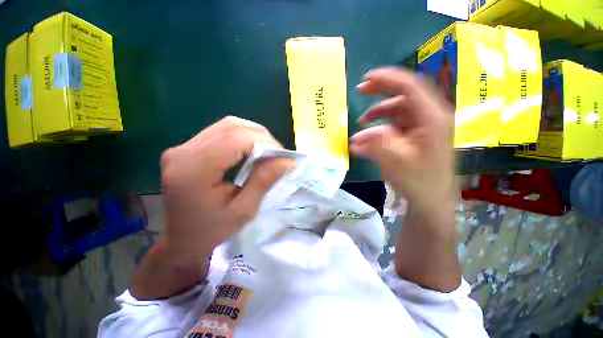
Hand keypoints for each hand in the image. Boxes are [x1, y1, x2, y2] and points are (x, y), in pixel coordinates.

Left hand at [160, 116, 294, 266]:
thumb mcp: (243, 211)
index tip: (284, 157)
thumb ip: (263, 181)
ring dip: (253, 135)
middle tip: (277, 155)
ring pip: (227, 125)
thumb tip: (287, 161)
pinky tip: (251, 151)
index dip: (265, 143)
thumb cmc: (211, 232)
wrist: (181, 241)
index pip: (236, 139)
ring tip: (267, 152)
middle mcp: (182, 151)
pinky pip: (221, 132)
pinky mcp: (186, 149)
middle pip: (232, 126)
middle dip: (262, 137)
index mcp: (193, 170)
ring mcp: (182, 147)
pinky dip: (242, 138)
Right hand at [350, 68, 454, 226]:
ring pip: (399, 111)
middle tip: (360, 91)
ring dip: (378, 114)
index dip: (388, 78)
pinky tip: (369, 137)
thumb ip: (376, 143)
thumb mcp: (395, 162)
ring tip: (361, 123)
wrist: (431, 201)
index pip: (411, 86)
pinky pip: (397, 125)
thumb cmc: (418, 182)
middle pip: (405, 95)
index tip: (366, 78)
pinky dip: (381, 127)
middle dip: (381, 92)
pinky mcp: (417, 136)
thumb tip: (358, 136)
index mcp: (432, 118)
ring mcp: (423, 127)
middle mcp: (430, 118)